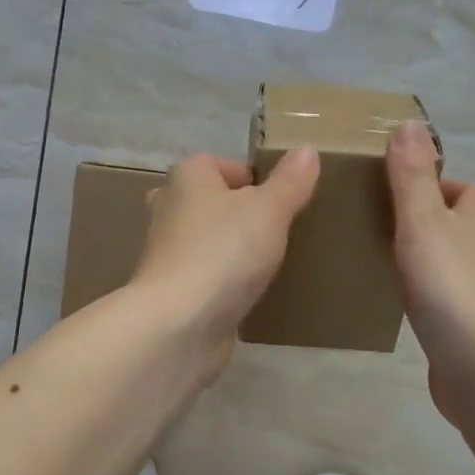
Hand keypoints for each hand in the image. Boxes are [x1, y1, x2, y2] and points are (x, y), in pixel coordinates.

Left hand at [129, 149, 320, 374]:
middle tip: (276, 231)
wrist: (179, 324)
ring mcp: (167, 252)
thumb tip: (307, 150)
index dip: (252, 178)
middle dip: (240, 213)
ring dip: (231, 249)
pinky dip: (223, 281)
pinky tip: (248, 294)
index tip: (282, 201)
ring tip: (269, 262)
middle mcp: (169, 208)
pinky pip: (204, 275)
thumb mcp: (269, 210)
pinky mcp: (172, 290)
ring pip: (206, 240)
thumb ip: (290, 181)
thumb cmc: (224, 252)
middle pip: (211, 201)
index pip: (220, 164)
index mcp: (187, 178)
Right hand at [386, 120, 474, 424]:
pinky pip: (448, 300)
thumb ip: (412, 177)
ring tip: (387, 260)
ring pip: (457, 265)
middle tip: (389, 225)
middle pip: (467, 228)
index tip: (408, 190)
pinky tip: (403, 304)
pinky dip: (429, 295)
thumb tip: (410, 124)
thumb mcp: (422, 222)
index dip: (449, 186)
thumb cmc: (450, 286)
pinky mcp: (470, 329)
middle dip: (436, 222)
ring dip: (431, 259)